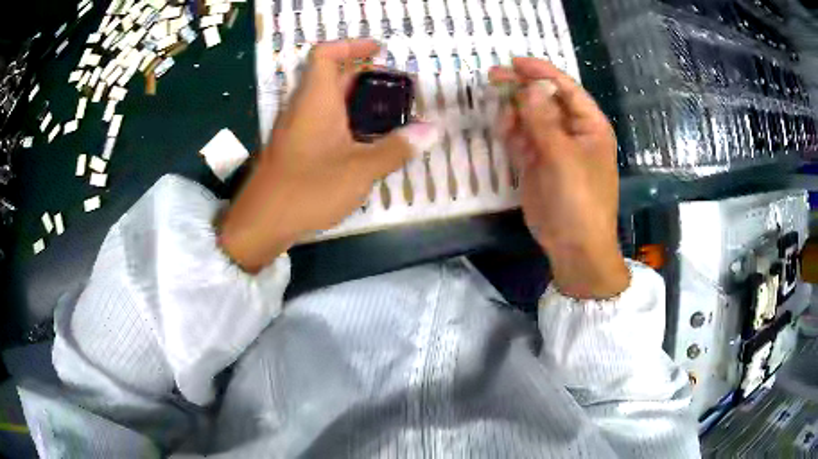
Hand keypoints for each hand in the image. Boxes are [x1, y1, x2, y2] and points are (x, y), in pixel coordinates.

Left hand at [219, 40, 440, 272]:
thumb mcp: (360, 170)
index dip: (352, 45)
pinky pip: (322, 121)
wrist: (261, 223)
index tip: (380, 50)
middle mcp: (303, 107)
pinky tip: (364, 144)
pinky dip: (346, 121)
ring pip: (328, 101)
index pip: (326, 54)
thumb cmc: (308, 189)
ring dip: (357, 101)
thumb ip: (396, 149)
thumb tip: (432, 130)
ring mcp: (296, 128)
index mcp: (316, 100)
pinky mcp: (294, 147)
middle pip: (332, 77)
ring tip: (389, 117)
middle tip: (397, 91)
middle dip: (366, 77)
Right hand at [489, 58, 628, 298]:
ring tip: (499, 112)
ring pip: (530, 117)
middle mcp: (572, 131)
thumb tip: (531, 86)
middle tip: (493, 77)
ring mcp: (553, 147)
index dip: (541, 72)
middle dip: (521, 88)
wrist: (574, 246)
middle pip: (544, 99)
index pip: (566, 88)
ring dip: (513, 110)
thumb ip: (544, 120)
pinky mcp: (537, 163)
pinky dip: (510, 131)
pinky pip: (521, 138)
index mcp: (590, 125)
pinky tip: (502, 129)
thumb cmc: (579, 200)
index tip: (514, 62)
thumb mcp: (563, 157)